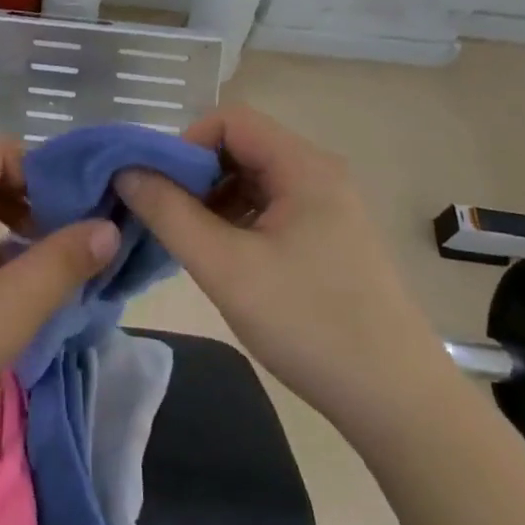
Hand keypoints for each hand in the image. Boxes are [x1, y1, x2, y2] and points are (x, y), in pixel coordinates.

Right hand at [114, 106, 454, 434]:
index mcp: (303, 166)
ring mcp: (327, 207)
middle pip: (240, 147)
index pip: (229, 120)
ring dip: (213, 201)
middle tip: (167, 219)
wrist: (399, 404)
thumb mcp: (225, 267)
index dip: (185, 144)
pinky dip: (237, 222)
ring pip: (252, 180)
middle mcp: (318, 173)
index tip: (159, 189)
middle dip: (195, 175)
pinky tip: (223, 260)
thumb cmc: (310, 324)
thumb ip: (168, 213)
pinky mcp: (328, 238)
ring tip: (190, 244)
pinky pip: (270, 208)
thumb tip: (125, 171)